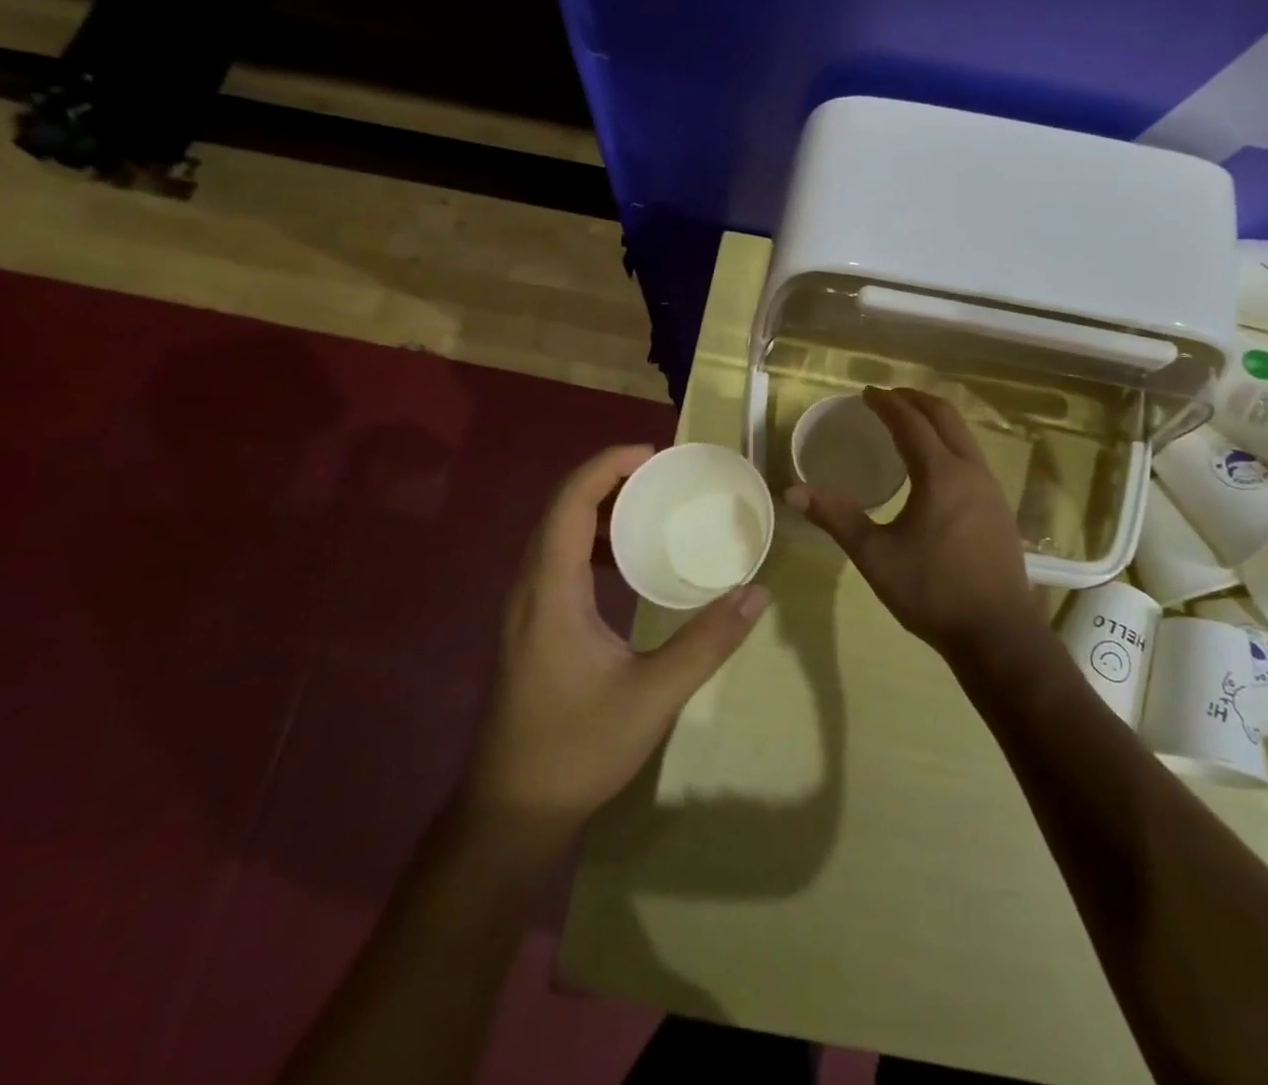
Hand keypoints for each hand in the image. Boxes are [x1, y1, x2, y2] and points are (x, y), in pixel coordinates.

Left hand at [467, 445, 769, 829]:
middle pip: (561, 511)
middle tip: (662, 475)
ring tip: (649, 507)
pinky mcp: (530, 629)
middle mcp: (529, 589)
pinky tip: (626, 565)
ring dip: (599, 511)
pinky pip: (558, 563)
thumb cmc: (577, 749)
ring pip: (556, 537)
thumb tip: (756, 593)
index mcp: (550, 592)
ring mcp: (525, 610)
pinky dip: (592, 545)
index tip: (654, 455)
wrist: (511, 812)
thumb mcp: (653, 695)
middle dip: (609, 480)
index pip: (571, 504)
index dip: (607, 466)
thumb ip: (707, 642)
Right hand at [789, 388, 1041, 663]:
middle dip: (915, 400)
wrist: (997, 633)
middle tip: (887, 398)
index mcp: (940, 474)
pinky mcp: (1000, 508)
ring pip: (964, 435)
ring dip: (936, 419)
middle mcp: (970, 470)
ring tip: (910, 423)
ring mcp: (991, 488)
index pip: (911, 422)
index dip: (886, 403)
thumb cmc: (932, 592)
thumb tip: (793, 491)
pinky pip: (973, 456)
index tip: (866, 393)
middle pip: (945, 416)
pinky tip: (936, 466)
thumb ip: (836, 518)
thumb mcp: (875, 555)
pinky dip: (950, 442)